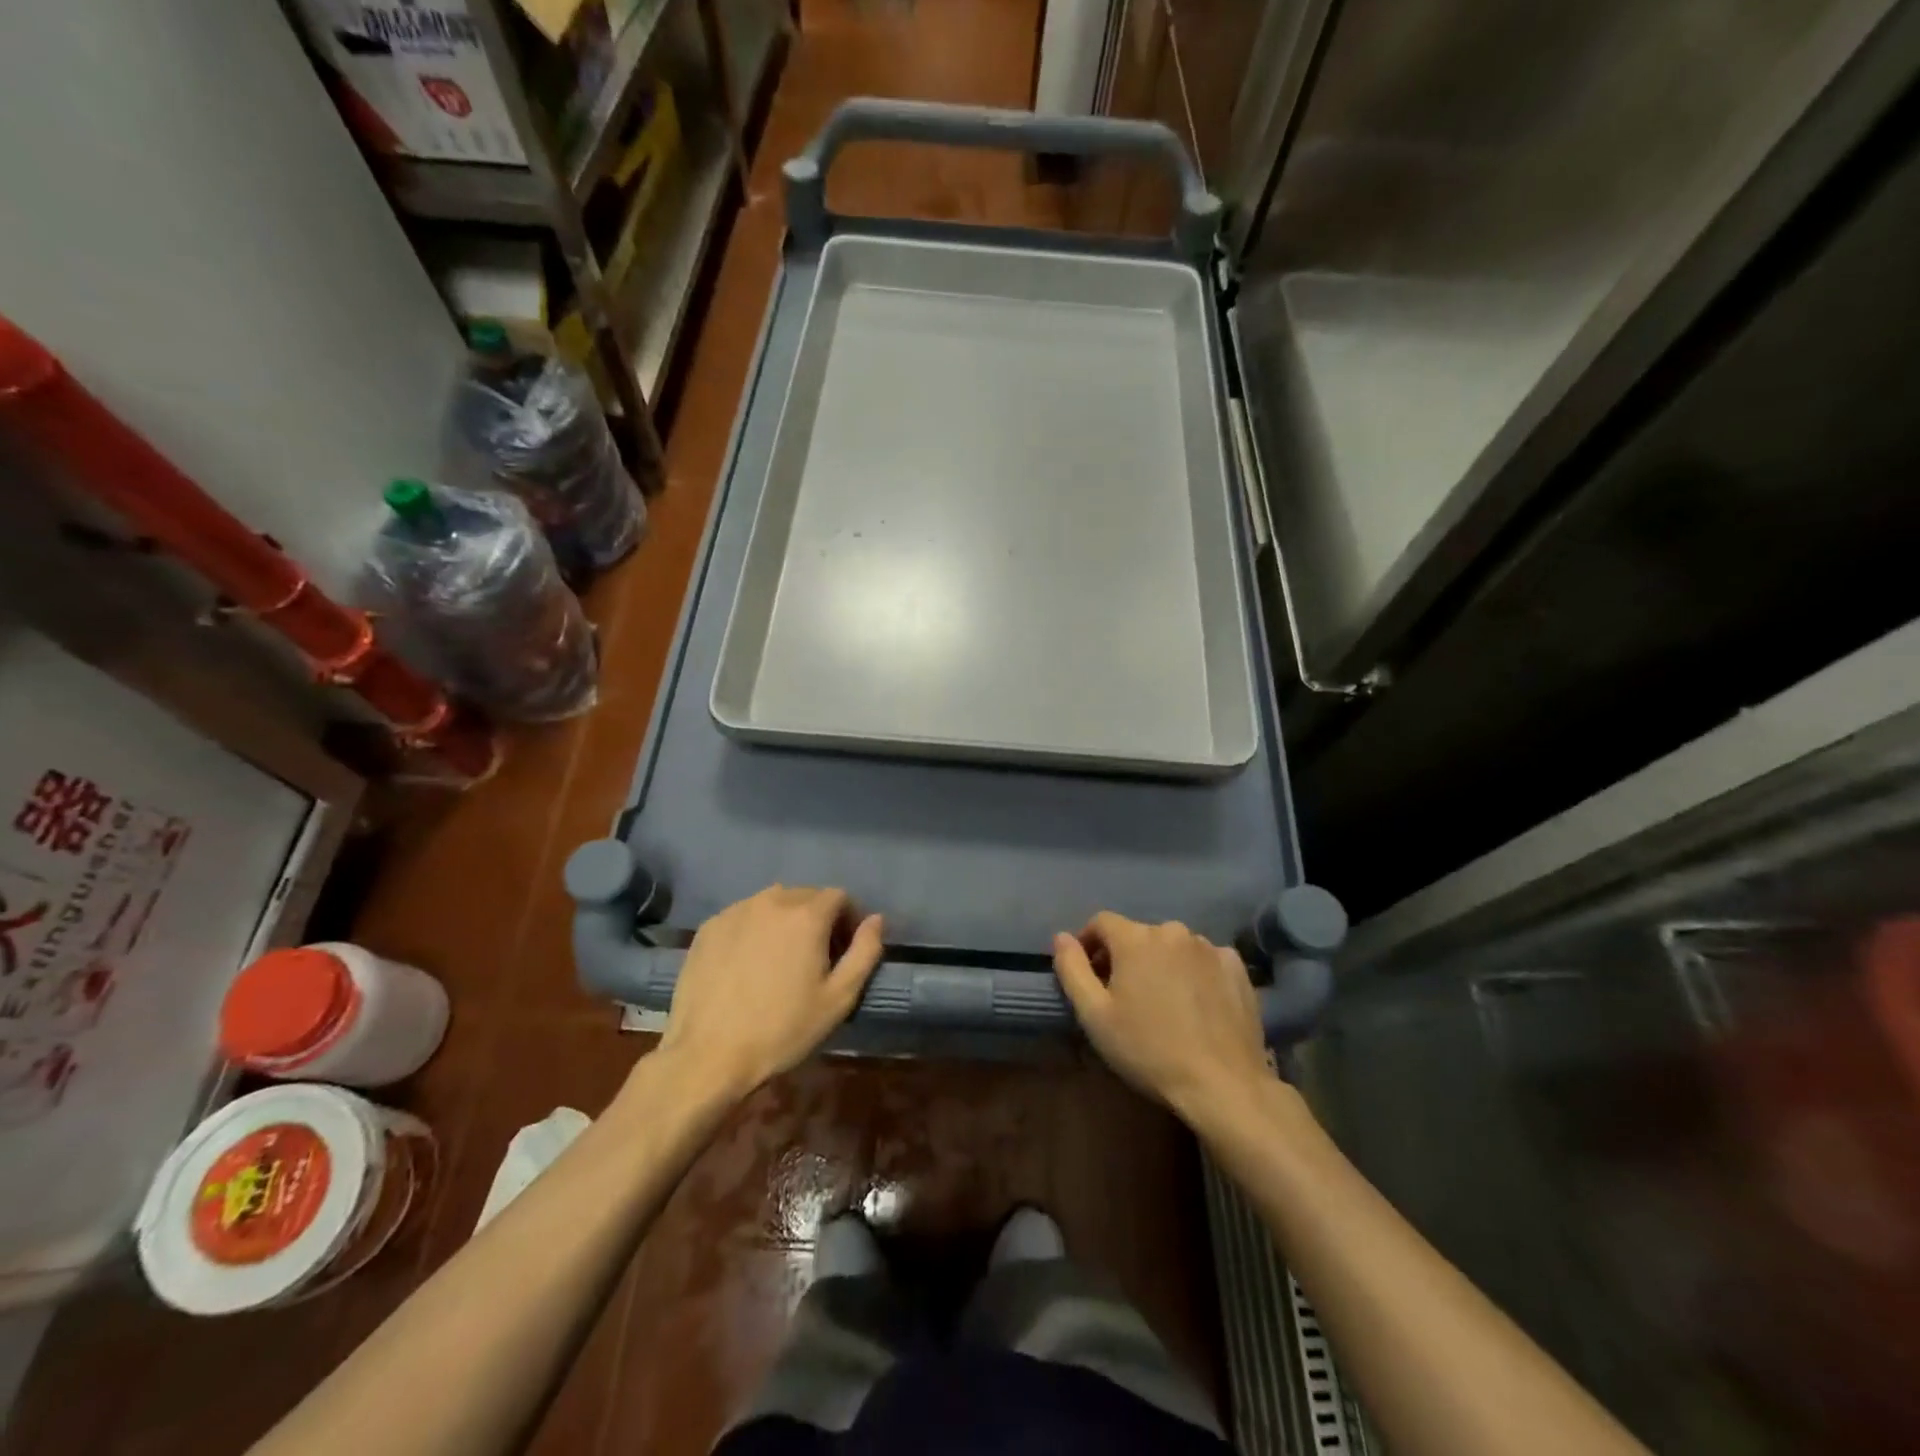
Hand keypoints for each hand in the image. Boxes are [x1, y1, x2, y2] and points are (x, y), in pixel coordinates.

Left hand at [658, 886, 883, 1099]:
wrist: (708, 1056)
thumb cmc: (782, 1030)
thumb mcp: (838, 999)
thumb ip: (865, 952)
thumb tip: (876, 920)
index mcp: (806, 915)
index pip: (839, 896)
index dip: (849, 920)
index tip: (844, 951)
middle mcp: (771, 901)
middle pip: (806, 896)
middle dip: (818, 919)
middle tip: (816, 958)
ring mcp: (735, 911)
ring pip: (773, 903)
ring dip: (786, 921)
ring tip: (781, 959)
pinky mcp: (709, 927)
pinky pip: (744, 916)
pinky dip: (755, 929)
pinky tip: (748, 964)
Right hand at [1053, 913, 1271, 1119]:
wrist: (1223, 1084)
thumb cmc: (1149, 1050)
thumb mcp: (1095, 1015)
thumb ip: (1072, 969)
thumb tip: (1062, 937)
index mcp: (1136, 938)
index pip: (1101, 922)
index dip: (1088, 943)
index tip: (1088, 974)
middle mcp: (1173, 930)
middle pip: (1138, 935)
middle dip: (1125, 957)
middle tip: (1124, 996)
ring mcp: (1209, 947)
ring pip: (1172, 947)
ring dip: (1160, 964)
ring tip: (1162, 1003)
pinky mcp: (1237, 967)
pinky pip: (1204, 960)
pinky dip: (1193, 973)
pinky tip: (1196, 1006)